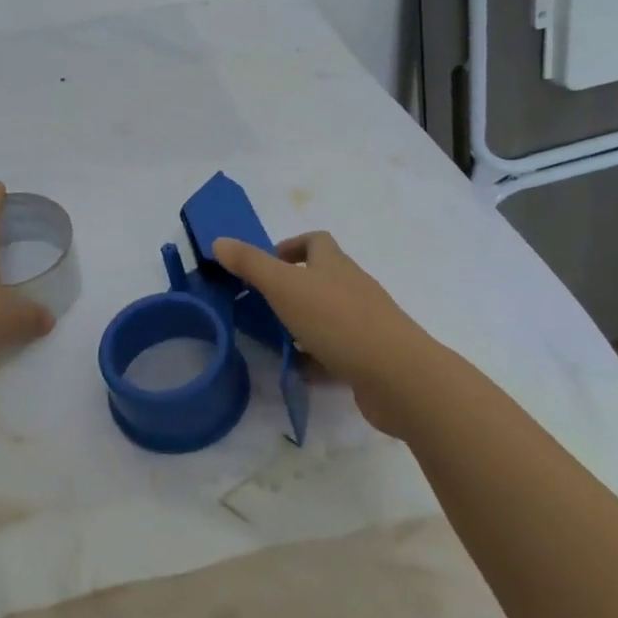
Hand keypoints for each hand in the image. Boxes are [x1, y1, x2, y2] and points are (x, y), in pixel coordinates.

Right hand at [213, 231, 429, 435]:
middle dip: (292, 288)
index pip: (316, 241)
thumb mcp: (284, 286)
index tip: (268, 263)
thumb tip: (219, 241)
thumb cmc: (337, 320)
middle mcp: (353, 288)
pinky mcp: (370, 357)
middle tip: (261, 304)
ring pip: (328, 316)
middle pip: (322, 278)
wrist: (398, 376)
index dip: (291, 246)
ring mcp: (365, 323)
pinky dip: (316, 359)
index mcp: (334, 265)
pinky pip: (337, 352)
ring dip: (302, 324)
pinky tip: (297, 372)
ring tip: (272, 339)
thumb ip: (250, 264)